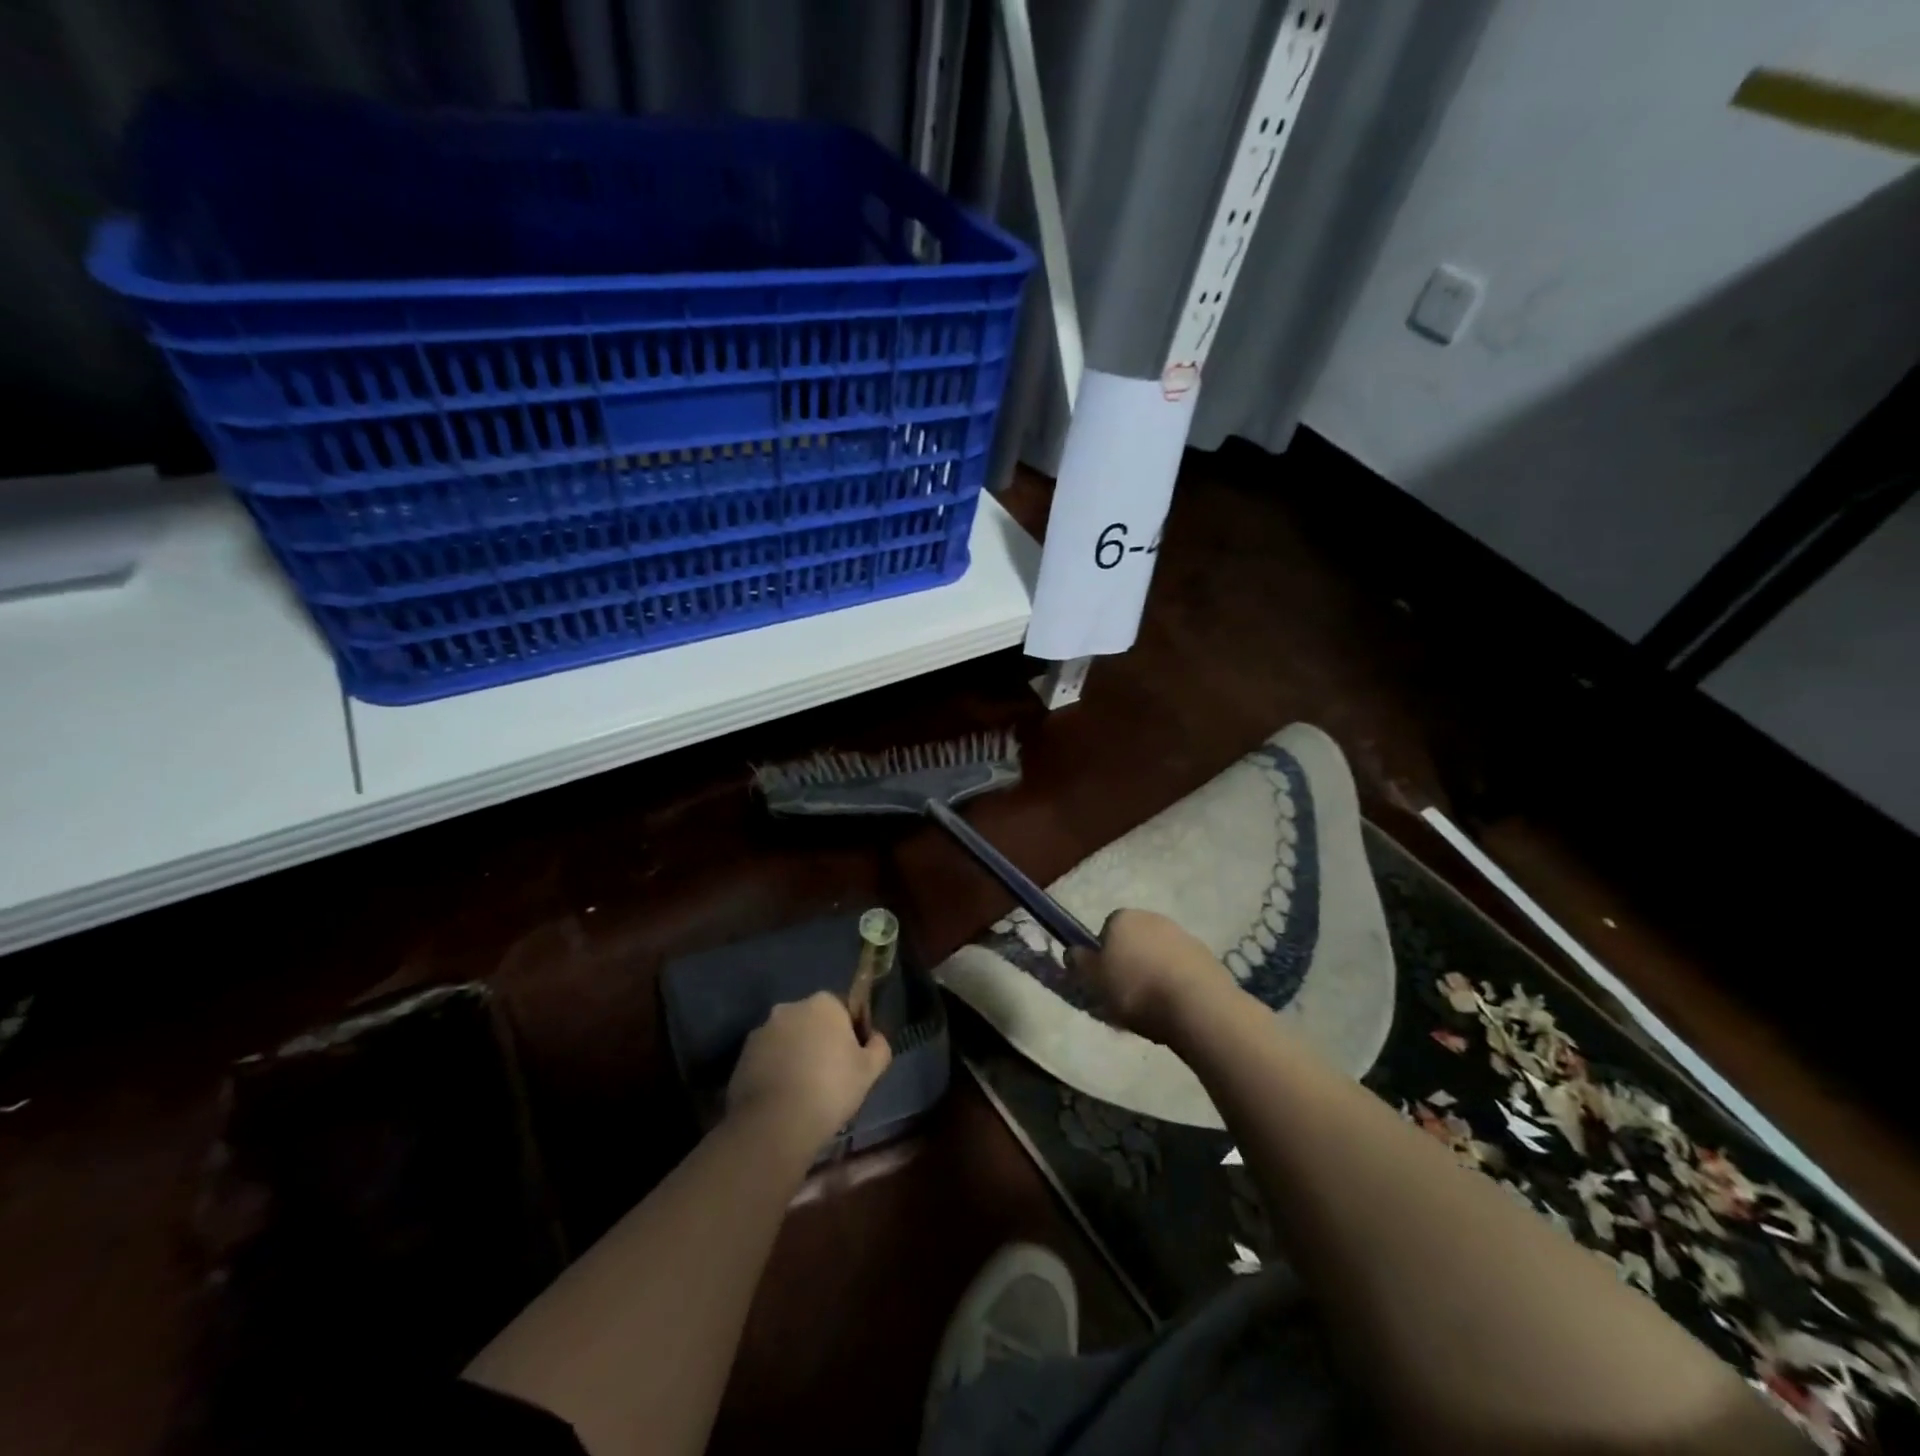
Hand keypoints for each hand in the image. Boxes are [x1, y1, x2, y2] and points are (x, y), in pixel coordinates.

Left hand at [726, 992, 892, 1155]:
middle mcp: (790, 1007)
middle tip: (830, 1077)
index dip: (852, 1034)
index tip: (853, 1061)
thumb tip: (874, 1038)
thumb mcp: (870, 1071)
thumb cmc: (830, 1089)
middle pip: (813, 1022)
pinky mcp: (742, 1056)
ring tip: (804, 1092)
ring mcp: (762, 1031)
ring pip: (788, 1040)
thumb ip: (879, 1047)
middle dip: (821, 1042)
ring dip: (796, 1056)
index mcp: (823, 1003)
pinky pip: (767, 1059)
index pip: (844, 1010)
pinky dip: (775, 1072)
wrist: (774, 1124)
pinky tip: (783, 1099)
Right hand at [1067, 908, 1237, 1044]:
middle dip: (1130, 965)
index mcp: (1122, 918)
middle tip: (1125, 998)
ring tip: (1152, 1010)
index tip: (1104, 982)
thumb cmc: (1135, 989)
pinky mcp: (1207, 957)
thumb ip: (1079, 963)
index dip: (1103, 957)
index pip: (1106, 931)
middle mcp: (1152, 918)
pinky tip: (1174, 1010)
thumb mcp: (1093, 980)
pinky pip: (1181, 970)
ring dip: (1154, 975)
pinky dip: (1176, 985)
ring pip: (1158, 956)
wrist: (1197, 1005)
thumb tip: (1073, 951)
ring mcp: (1183, 935)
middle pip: (1134, 942)